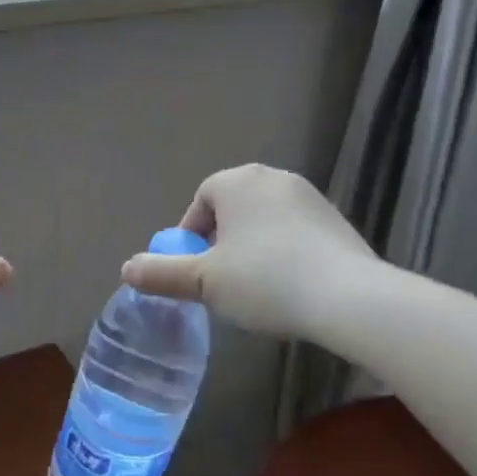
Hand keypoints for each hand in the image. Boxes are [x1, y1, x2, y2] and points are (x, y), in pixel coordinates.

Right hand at [121, 165, 371, 338]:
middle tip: (221, 279)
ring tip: (255, 285)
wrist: (349, 297)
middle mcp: (272, 178)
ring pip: (264, 219)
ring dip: (252, 245)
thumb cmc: (265, 281)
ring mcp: (309, 196)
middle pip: (233, 208)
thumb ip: (162, 274)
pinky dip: (284, 251)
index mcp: (237, 182)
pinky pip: (295, 231)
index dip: (191, 236)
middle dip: (221, 240)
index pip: (201, 201)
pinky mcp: (336, 219)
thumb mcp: (204, 282)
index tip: (195, 270)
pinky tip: (290, 284)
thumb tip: (127, 269)